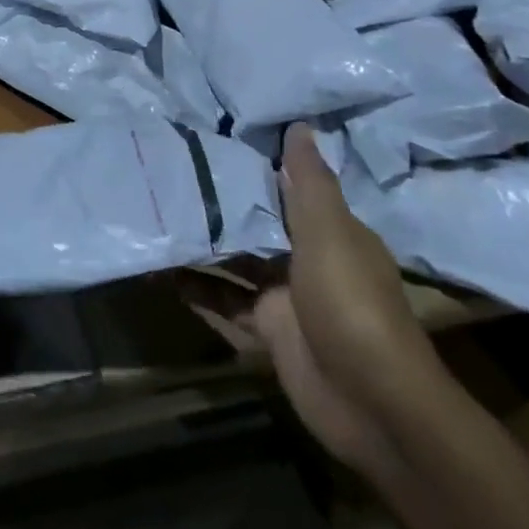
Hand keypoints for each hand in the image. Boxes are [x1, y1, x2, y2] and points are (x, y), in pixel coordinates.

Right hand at [184, 125, 446, 475]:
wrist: (371, 403)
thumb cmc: (350, 304)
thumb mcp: (330, 234)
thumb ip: (310, 182)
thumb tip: (300, 125)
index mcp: (330, 232)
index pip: (288, 188)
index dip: (255, 164)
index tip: (213, 136)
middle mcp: (307, 258)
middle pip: (257, 222)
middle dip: (221, 201)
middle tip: (170, 169)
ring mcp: (285, 296)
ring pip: (236, 259)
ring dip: (204, 242)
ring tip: (157, 211)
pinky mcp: (266, 328)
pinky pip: (225, 298)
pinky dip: (197, 286)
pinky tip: (160, 270)